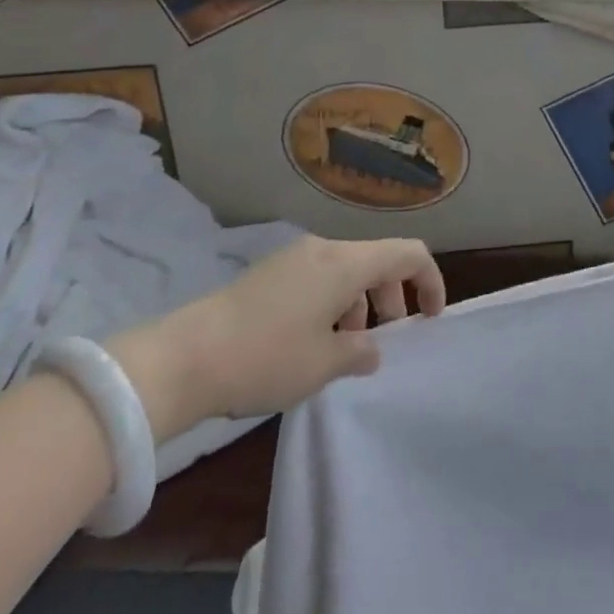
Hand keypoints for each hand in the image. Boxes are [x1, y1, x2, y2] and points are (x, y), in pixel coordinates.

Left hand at [107, 236, 446, 440]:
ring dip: (360, 303)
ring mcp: (294, 257)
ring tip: (344, 348)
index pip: (408, 253)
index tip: (430, 320)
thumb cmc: (265, 358)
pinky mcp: (270, 273)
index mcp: (346, 263)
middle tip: (383, 342)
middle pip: (377, 260)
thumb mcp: (322, 364)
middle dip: (392, 297)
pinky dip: (333, 301)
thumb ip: (359, 352)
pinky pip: (319, 277)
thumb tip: (371, 348)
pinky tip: (312, 342)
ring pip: (347, 270)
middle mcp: (324, 249)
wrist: (183, 358)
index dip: (430, 281)